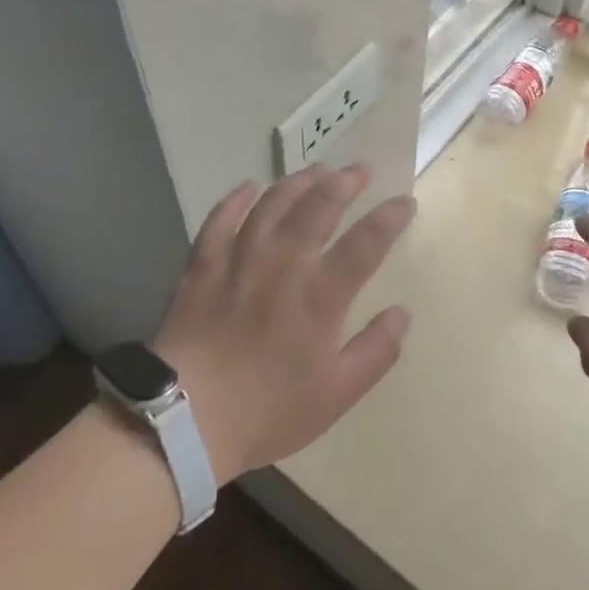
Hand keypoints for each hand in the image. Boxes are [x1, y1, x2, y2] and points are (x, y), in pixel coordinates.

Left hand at [153, 164, 414, 484]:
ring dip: (299, 181)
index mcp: (321, 295)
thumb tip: (403, 313)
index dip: (389, 218)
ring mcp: (240, 258)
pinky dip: (238, 198)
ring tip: (318, 170)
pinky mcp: (204, 264)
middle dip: (345, 182)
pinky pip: (221, 217)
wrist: (185, 419)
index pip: (365, 242)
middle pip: (319, 206)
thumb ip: (376, 351)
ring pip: (273, 202)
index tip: (404, 202)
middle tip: (360, 170)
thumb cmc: (267, 410)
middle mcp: (284, 263)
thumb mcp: (336, 394)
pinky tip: (250, 187)